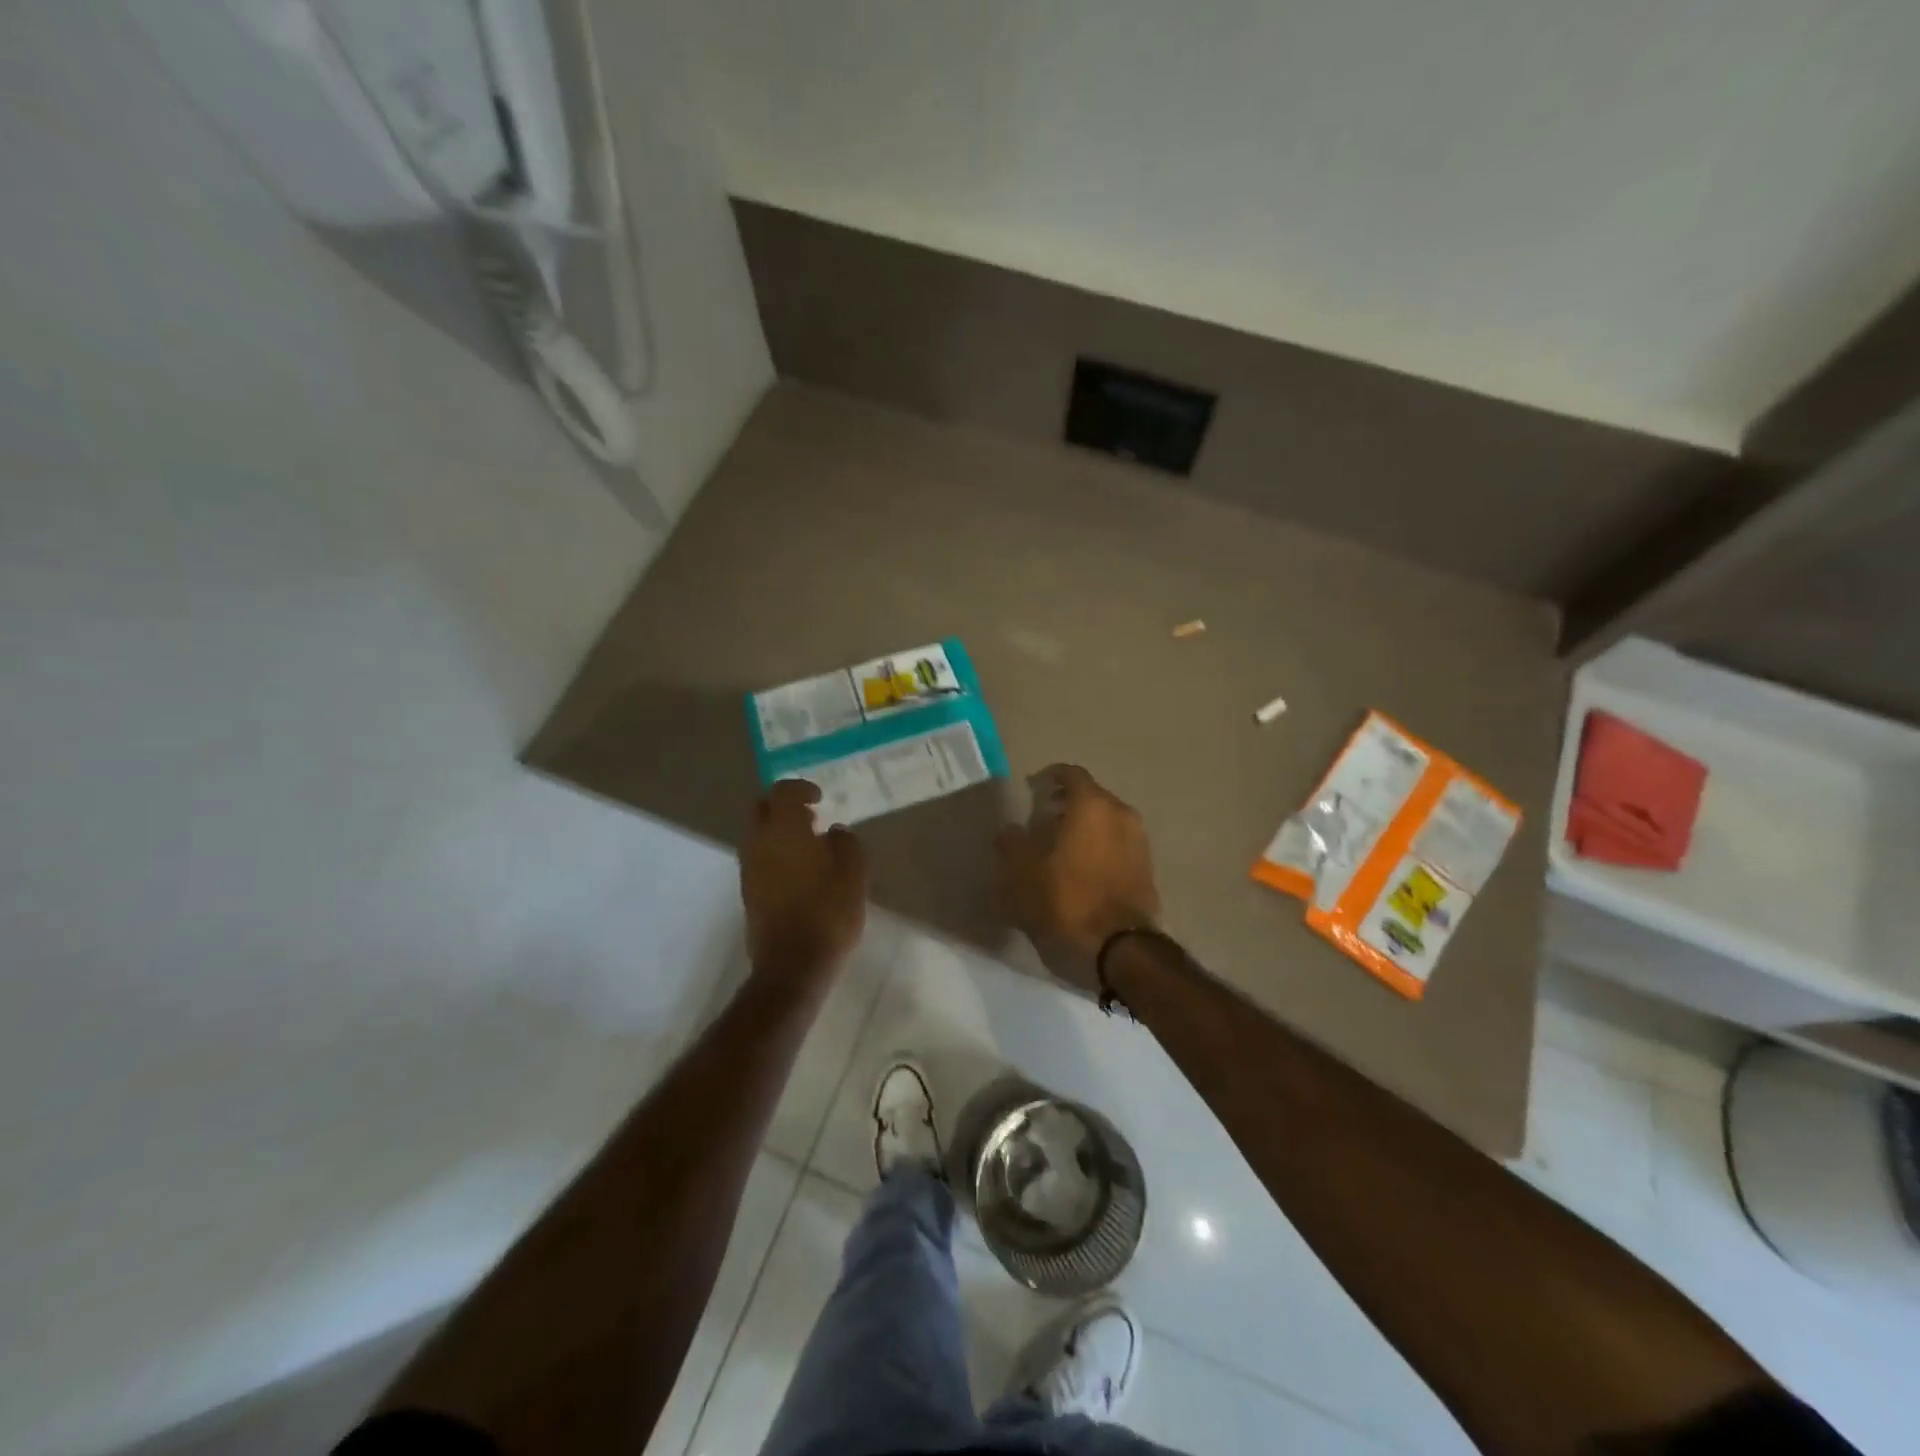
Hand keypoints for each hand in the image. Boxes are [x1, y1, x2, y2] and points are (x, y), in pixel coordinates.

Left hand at [741, 780, 866, 982]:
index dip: (801, 789)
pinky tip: (800, 870)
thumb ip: (845, 843)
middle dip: (782, 806)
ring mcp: (749, 868)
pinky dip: (775, 853)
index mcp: (784, 829)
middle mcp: (759, 842)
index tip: (820, 797)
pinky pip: (758, 858)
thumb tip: (834, 831)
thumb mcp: (853, 873)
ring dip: (778, 831)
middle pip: (761, 809)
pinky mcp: (748, 891)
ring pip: (757, 834)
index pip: (783, 792)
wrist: (793, 964)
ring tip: (809, 845)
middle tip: (809, 816)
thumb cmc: (828, 911)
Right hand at [994, 765, 1161, 992]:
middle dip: (1067, 804)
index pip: (1071, 774)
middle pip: (1091, 798)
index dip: (1050, 777)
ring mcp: (1140, 842)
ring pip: (1107, 822)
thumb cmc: (1066, 901)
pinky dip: (1099, 848)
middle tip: (1044, 819)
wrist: (1120, 948)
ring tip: (1061, 848)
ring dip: (1085, 828)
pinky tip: (1081, 870)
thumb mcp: (1021, 873)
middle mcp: (1121, 814)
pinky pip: (1118, 846)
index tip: (1033, 787)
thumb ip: (1011, 844)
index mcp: (1092, 805)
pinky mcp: (1147, 870)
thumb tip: (1011, 831)